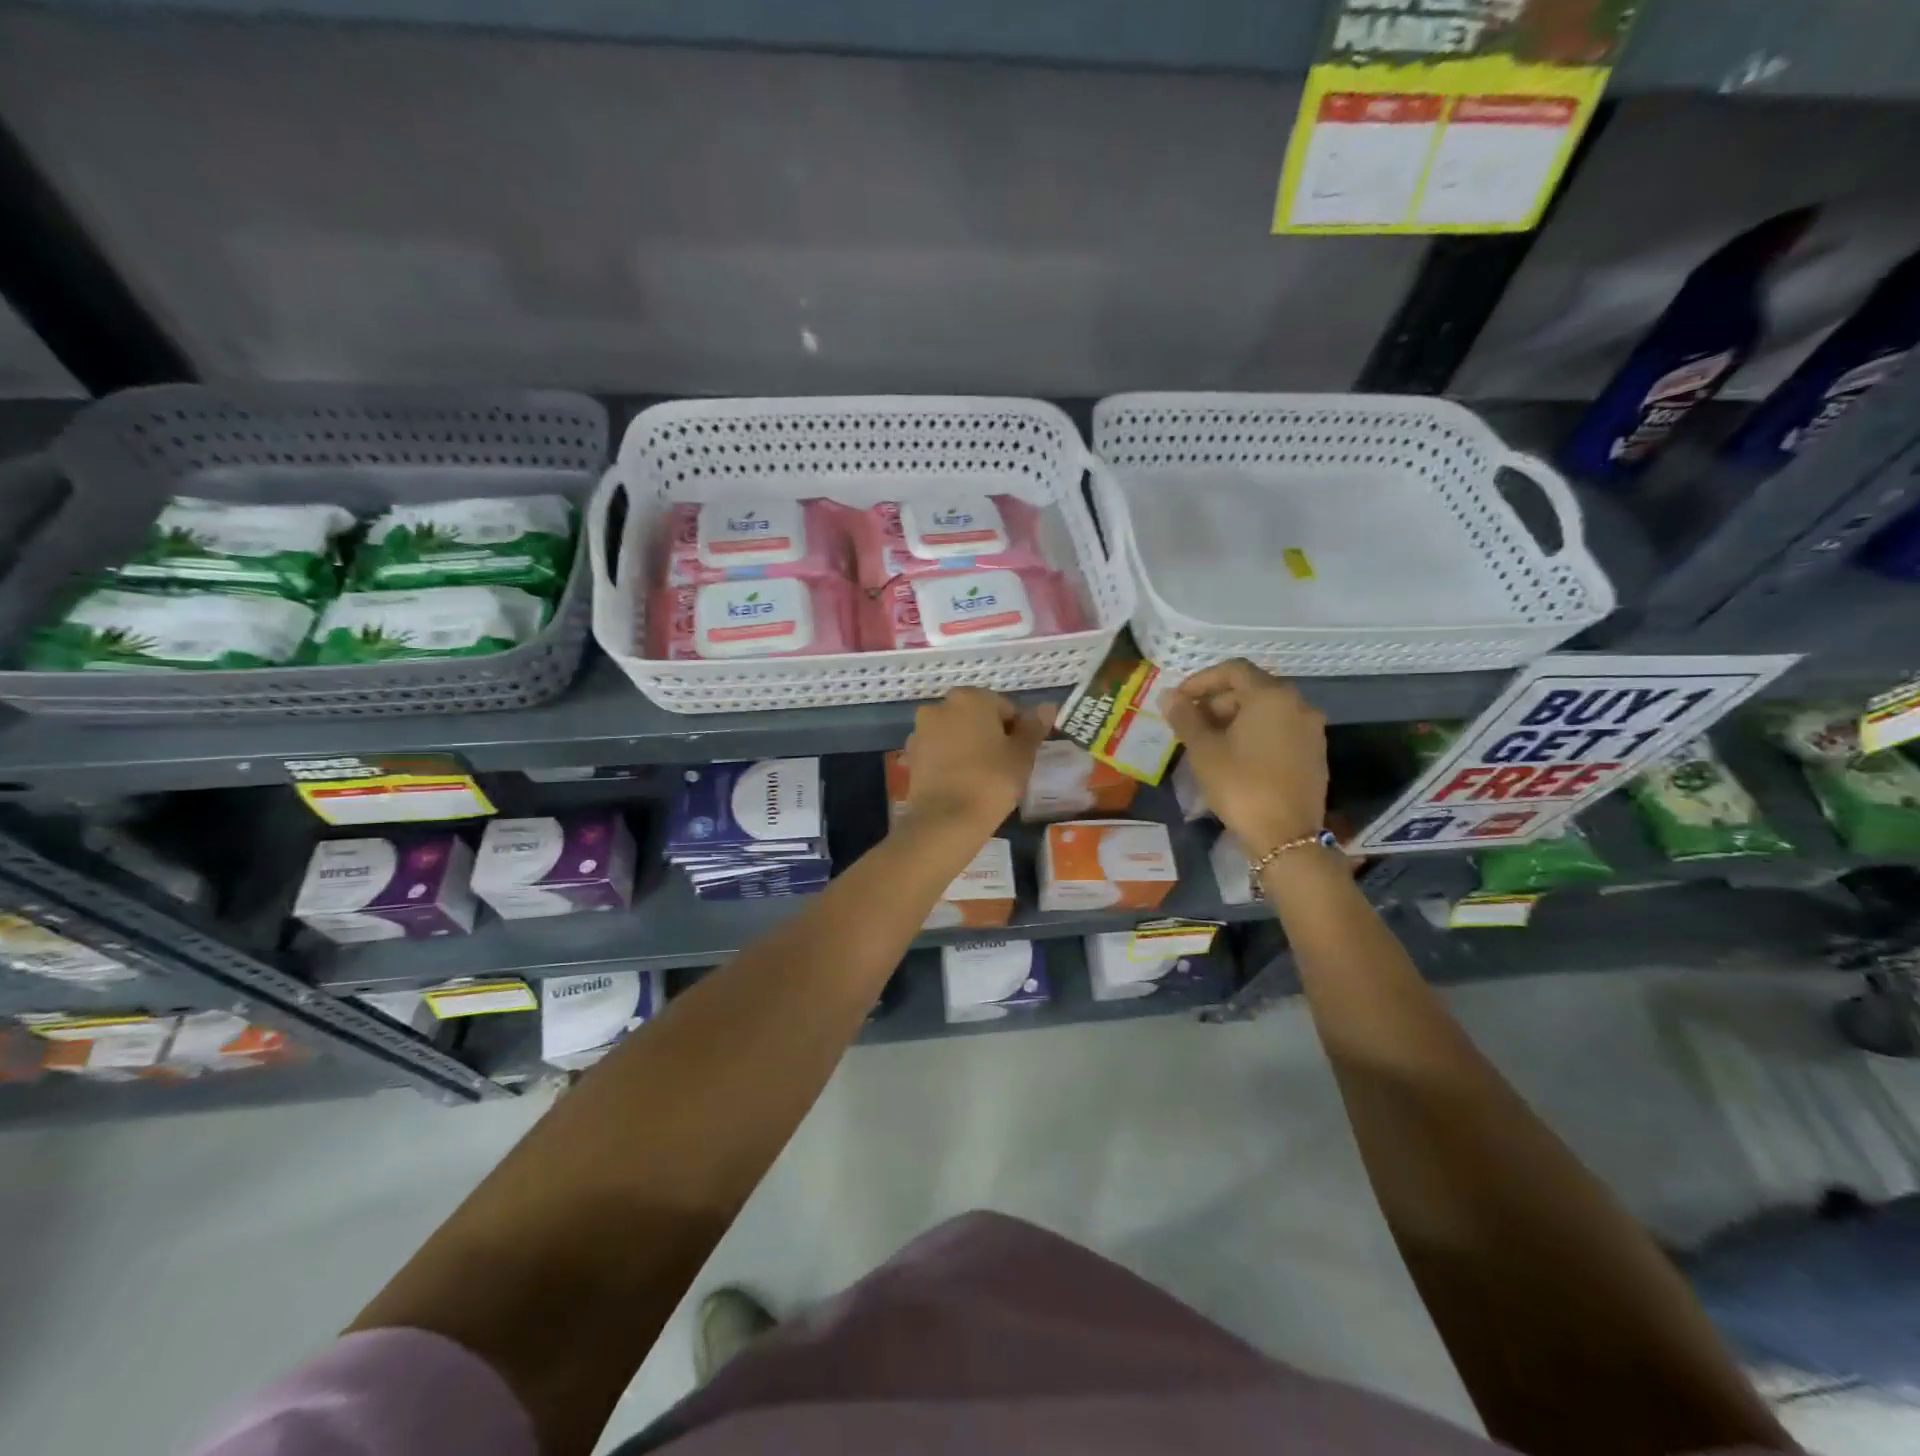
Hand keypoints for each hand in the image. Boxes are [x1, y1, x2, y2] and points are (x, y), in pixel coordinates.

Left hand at [901, 688, 1054, 834]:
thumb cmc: (992, 781)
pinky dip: (952, 760)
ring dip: (970, 746)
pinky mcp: (911, 755)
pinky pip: (940, 751)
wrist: (945, 820)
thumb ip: (1034, 727)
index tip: (1022, 755)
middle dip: (992, 736)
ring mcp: (921, 730)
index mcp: (970, 698)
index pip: (1006, 708)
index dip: (1018, 731)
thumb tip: (1048, 706)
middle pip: (977, 717)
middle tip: (1005, 766)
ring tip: (983, 777)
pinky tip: (963, 782)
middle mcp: (940, 706)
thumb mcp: (1022, 754)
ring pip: (957, 733)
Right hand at [1164, 660, 1327, 852]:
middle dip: (1216, 701)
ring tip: (1206, 742)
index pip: (1233, 670)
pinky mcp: (1314, 753)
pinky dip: (1253, 733)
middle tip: (1188, 724)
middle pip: (1251, 689)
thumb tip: (1168, 696)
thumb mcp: (1203, 750)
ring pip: (1265, 711)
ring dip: (1233, 718)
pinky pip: (1278, 730)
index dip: (1200, 680)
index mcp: (1272, 696)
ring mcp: (1310, 730)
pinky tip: (1233, 756)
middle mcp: (1298, 705)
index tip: (1177, 700)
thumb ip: (1185, 717)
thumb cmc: (1240, 785)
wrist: (1285, 836)